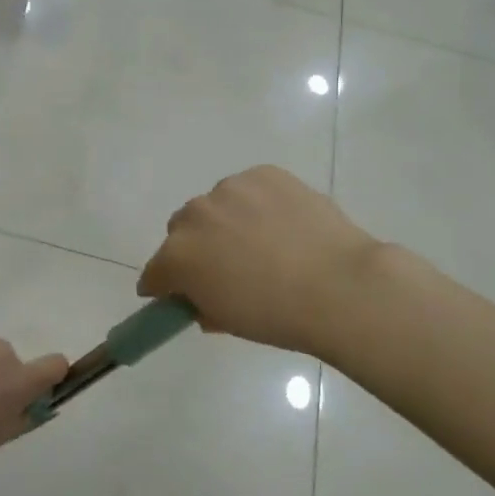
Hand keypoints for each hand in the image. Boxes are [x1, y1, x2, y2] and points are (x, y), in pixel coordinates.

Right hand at [138, 166, 382, 355]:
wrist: (339, 286)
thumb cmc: (277, 316)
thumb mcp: (228, 321)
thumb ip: (203, 305)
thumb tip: (202, 298)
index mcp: (177, 256)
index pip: (155, 272)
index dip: (165, 286)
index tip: (180, 294)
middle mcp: (195, 215)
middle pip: (181, 230)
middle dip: (195, 248)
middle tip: (226, 267)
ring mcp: (231, 189)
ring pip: (216, 205)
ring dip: (226, 221)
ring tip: (263, 242)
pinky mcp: (264, 174)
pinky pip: (249, 189)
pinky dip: (257, 203)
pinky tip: (282, 223)